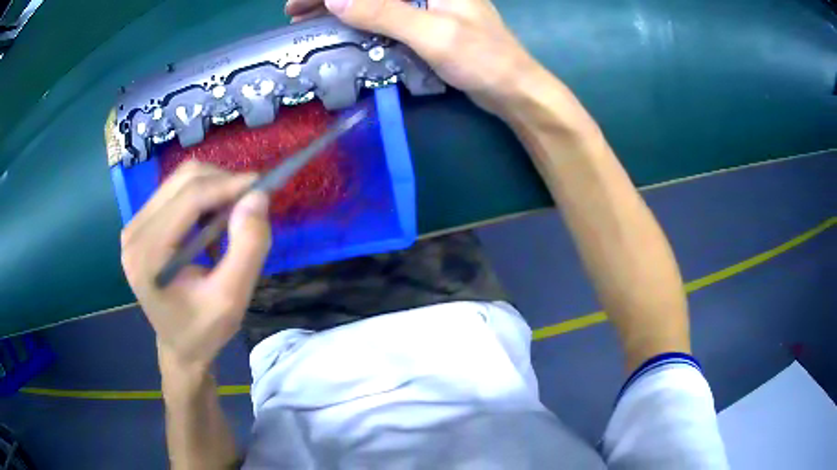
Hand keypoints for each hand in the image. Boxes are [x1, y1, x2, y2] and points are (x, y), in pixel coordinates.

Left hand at [121, 161, 271, 368]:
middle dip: (222, 183)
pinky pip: (175, 192)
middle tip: (250, 204)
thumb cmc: (204, 330)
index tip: (264, 186)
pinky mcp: (141, 224)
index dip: (229, 184)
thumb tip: (257, 197)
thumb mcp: (232, 299)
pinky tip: (211, 222)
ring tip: (231, 217)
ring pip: (180, 180)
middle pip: (183, 180)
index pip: (190, 198)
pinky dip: (202, 197)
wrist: (179, 346)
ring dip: (213, 188)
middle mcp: (135, 232)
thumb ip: (247, 248)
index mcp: (148, 254)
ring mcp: (134, 226)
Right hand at [286, 0, 545, 115]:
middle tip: (294, 14)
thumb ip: (384, 12)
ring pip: (374, 0)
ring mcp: (426, 3)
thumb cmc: (482, 58)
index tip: (299, 3)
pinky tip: (341, 29)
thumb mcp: (432, 33)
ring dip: (340, 8)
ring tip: (308, 22)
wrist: (512, 87)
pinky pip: (384, 14)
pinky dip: (359, 20)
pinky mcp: (426, 20)